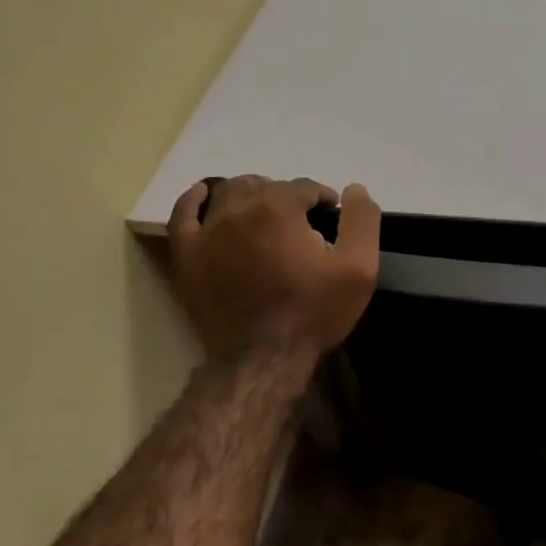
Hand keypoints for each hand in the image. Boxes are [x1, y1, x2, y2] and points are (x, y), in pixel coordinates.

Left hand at [168, 175, 380, 363]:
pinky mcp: (187, 255)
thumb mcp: (359, 268)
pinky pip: (182, 215)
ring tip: (265, 216)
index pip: (305, 187)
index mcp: (279, 207)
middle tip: (302, 226)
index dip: (323, 201)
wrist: (263, 359)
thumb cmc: (313, 312)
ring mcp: (207, 231)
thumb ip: (362, 220)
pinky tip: (204, 196)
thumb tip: (354, 189)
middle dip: (287, 198)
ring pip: (228, 193)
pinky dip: (193, 200)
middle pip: (266, 185)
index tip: (332, 221)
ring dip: (250, 195)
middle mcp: (238, 209)